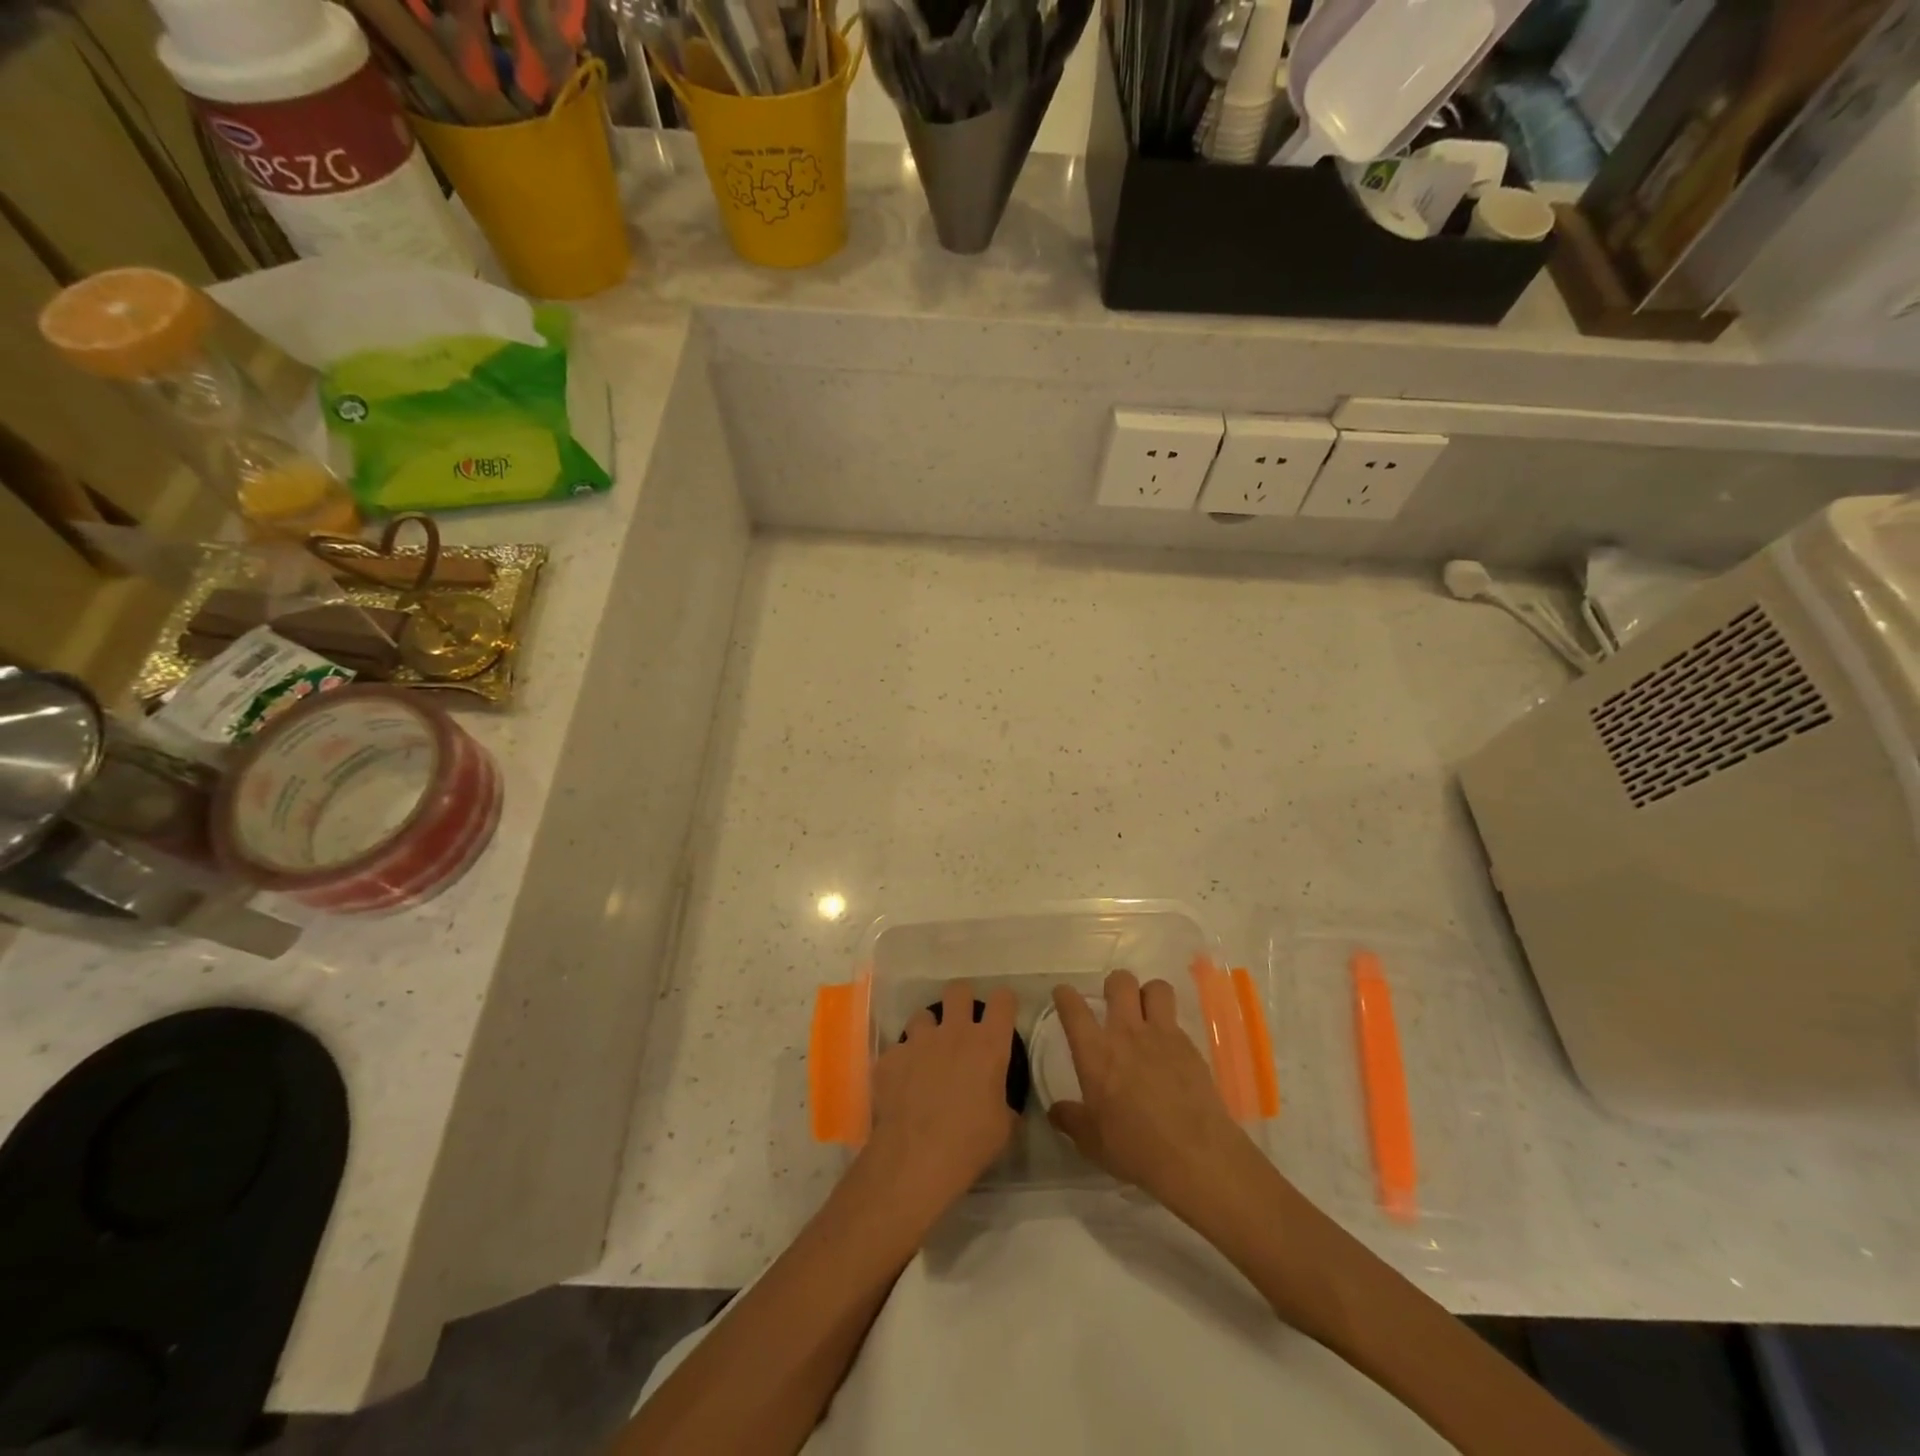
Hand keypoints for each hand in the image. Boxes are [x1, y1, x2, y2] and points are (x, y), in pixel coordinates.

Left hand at [861, 980, 1018, 1223]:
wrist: (916, 1158)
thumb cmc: (970, 1143)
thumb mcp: (1003, 1127)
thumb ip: (1004, 1103)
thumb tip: (1002, 1104)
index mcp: (988, 1045)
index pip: (1003, 1001)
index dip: (1004, 1003)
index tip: (1002, 1014)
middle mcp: (953, 1032)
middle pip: (958, 990)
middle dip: (961, 1001)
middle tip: (962, 1024)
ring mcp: (917, 1041)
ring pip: (922, 1016)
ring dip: (927, 1031)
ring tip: (926, 1055)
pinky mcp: (890, 1058)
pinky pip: (897, 1050)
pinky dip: (901, 1063)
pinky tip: (902, 1086)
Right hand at [1047, 970, 1261, 1222]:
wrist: (1195, 1156)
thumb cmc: (1135, 1149)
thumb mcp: (1091, 1142)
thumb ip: (1071, 1120)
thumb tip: (1055, 1111)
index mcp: (1095, 1052)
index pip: (1073, 1008)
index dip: (1064, 995)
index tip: (1063, 996)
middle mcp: (1126, 1033)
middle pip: (1120, 981)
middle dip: (1114, 985)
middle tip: (1114, 1005)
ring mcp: (1162, 1036)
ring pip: (1156, 988)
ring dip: (1148, 995)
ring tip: (1146, 1014)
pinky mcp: (1190, 1047)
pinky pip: (1177, 1021)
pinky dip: (1170, 1027)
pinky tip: (1169, 1051)